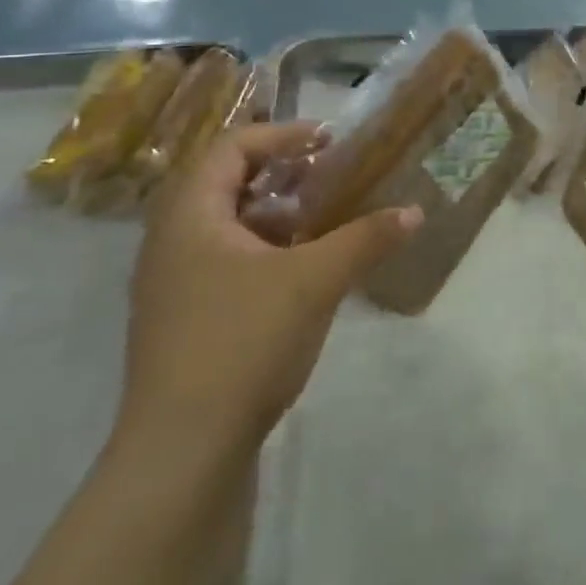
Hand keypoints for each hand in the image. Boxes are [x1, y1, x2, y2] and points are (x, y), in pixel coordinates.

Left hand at [118, 123, 419, 454]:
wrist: (182, 450)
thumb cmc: (242, 342)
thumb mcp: (315, 281)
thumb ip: (366, 239)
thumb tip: (415, 211)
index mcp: (190, 216)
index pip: (231, 146)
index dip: (283, 134)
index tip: (331, 142)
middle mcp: (171, 241)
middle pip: (226, 182)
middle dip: (283, 174)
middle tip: (332, 179)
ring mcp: (173, 284)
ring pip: (228, 225)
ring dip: (278, 215)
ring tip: (326, 223)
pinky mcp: (186, 319)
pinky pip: (227, 260)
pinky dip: (267, 251)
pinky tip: (305, 274)